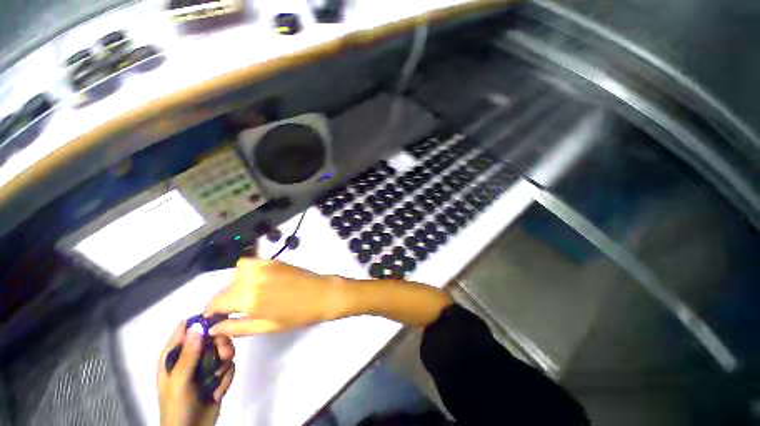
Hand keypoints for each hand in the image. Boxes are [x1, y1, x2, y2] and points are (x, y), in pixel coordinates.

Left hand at [158, 322, 235, 425]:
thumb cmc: (178, 407)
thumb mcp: (180, 382)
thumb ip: (189, 355)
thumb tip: (199, 325)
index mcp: (174, 355)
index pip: (188, 327)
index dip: (204, 321)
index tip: (223, 322)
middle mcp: (189, 356)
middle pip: (211, 336)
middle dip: (221, 345)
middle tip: (226, 356)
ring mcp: (204, 366)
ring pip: (223, 350)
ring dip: (225, 363)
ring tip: (219, 378)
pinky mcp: (216, 375)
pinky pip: (229, 366)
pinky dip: (226, 377)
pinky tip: (217, 391)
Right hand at [205, 258, 348, 335]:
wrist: (322, 294)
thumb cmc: (298, 315)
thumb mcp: (266, 327)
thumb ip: (237, 327)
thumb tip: (213, 327)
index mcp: (249, 297)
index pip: (216, 302)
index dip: (210, 312)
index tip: (212, 319)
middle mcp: (252, 278)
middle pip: (224, 288)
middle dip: (222, 300)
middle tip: (230, 312)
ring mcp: (263, 265)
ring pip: (234, 274)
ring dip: (233, 285)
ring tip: (244, 297)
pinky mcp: (273, 260)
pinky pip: (249, 263)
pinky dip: (245, 272)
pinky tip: (255, 282)